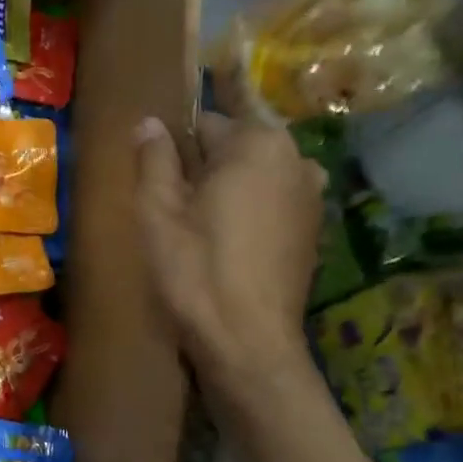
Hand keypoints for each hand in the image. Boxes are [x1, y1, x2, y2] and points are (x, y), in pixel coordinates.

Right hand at [134, 114, 324, 392]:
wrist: (248, 341)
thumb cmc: (196, 268)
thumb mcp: (158, 210)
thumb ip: (154, 158)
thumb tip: (150, 122)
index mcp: (258, 144)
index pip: (208, 120)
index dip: (177, 139)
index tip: (158, 160)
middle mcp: (296, 159)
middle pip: (237, 143)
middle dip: (204, 160)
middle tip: (170, 194)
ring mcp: (311, 195)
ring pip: (255, 172)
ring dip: (226, 183)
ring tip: (194, 217)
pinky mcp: (312, 228)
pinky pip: (271, 198)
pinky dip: (247, 206)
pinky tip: (223, 238)